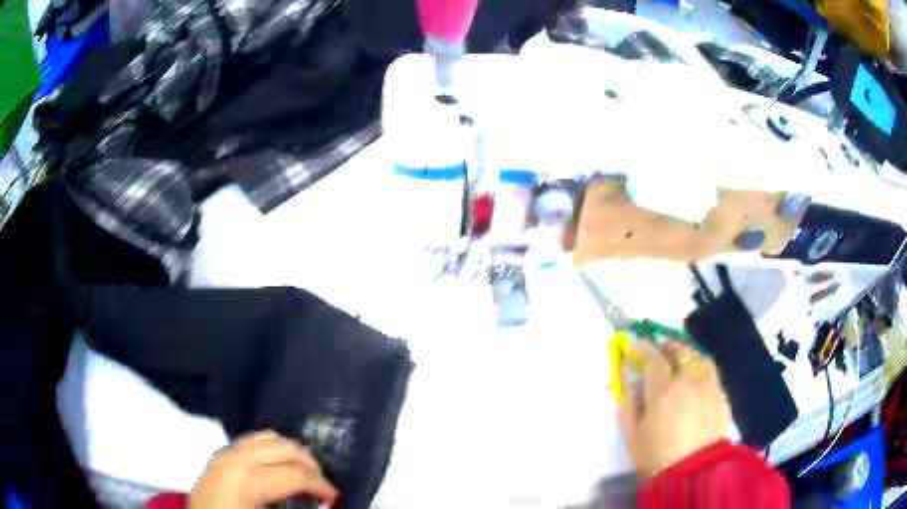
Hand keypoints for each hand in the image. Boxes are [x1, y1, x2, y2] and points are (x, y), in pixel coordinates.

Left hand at [190, 430, 337, 508]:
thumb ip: (296, 508)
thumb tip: (324, 503)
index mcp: (247, 477)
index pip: (296, 473)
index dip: (322, 485)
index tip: (335, 497)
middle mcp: (235, 457)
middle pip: (284, 448)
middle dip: (310, 465)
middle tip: (322, 485)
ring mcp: (224, 453)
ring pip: (267, 438)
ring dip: (290, 453)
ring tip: (303, 473)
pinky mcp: (219, 456)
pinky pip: (250, 442)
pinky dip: (270, 449)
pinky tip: (277, 466)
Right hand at [616, 340, 730, 477]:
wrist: (694, 472)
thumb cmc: (657, 456)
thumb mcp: (633, 436)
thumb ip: (629, 407)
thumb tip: (630, 386)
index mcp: (663, 389)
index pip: (653, 358)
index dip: (644, 348)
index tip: (637, 344)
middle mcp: (689, 380)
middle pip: (680, 350)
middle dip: (668, 345)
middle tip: (660, 346)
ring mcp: (709, 386)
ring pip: (699, 357)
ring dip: (688, 352)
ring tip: (681, 357)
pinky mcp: (722, 396)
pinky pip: (711, 373)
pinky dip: (701, 368)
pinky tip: (697, 378)